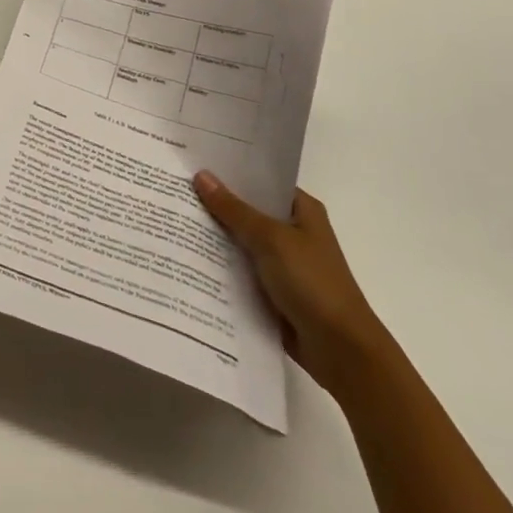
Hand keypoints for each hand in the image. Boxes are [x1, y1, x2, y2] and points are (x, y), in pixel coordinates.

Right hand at [193, 175, 386, 394]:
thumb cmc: (312, 283)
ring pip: (241, 242)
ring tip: (171, 219)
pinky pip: (240, 270)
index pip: (261, 181)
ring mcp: (283, 263)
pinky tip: (187, 258)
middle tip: (173, 188)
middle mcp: (293, 231)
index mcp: (302, 210)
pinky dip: (220, 266)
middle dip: (215, 204)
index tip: (193, 162)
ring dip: (214, 237)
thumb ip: (234, 210)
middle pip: (248, 211)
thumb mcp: (271, 239)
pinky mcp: (272, 291)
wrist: (341, 350)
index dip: (230, 172)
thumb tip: (201, 176)